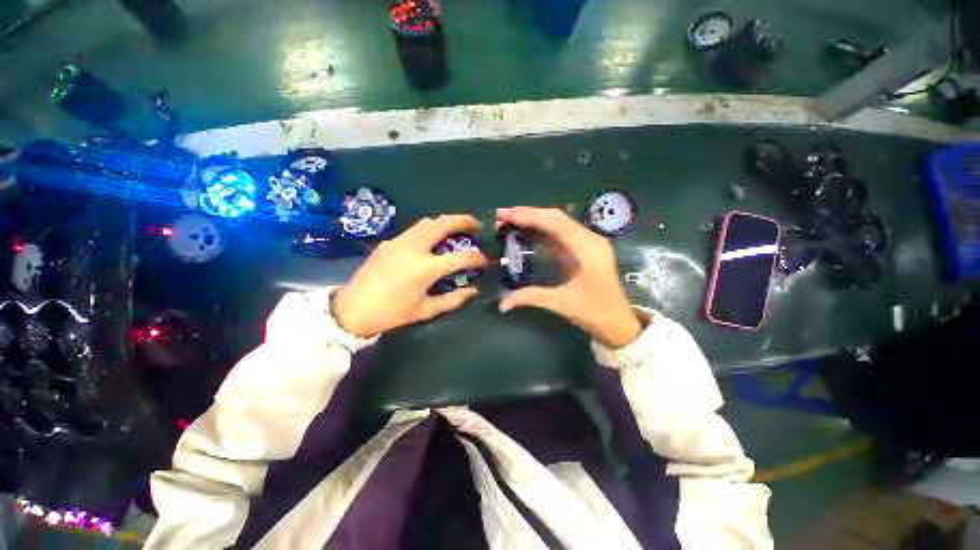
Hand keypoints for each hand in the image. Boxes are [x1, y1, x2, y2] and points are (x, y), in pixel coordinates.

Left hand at [333, 215, 487, 337]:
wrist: (352, 310)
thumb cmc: (391, 314)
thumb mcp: (425, 310)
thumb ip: (453, 300)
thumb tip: (473, 291)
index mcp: (424, 269)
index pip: (460, 257)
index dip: (476, 257)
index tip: (484, 260)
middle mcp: (413, 249)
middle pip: (442, 224)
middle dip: (462, 220)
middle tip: (476, 223)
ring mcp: (398, 242)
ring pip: (427, 222)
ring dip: (445, 222)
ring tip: (456, 229)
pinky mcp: (388, 242)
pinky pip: (413, 231)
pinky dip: (429, 230)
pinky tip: (431, 241)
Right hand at [496, 207, 642, 348]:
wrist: (619, 323)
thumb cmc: (595, 312)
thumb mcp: (561, 303)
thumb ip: (530, 297)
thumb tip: (501, 304)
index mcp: (587, 248)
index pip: (554, 223)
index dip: (527, 216)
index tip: (504, 216)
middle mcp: (589, 239)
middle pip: (555, 217)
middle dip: (527, 214)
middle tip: (501, 216)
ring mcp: (587, 243)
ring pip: (557, 224)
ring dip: (533, 220)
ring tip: (509, 221)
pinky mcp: (583, 250)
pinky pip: (560, 234)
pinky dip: (541, 231)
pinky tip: (526, 233)